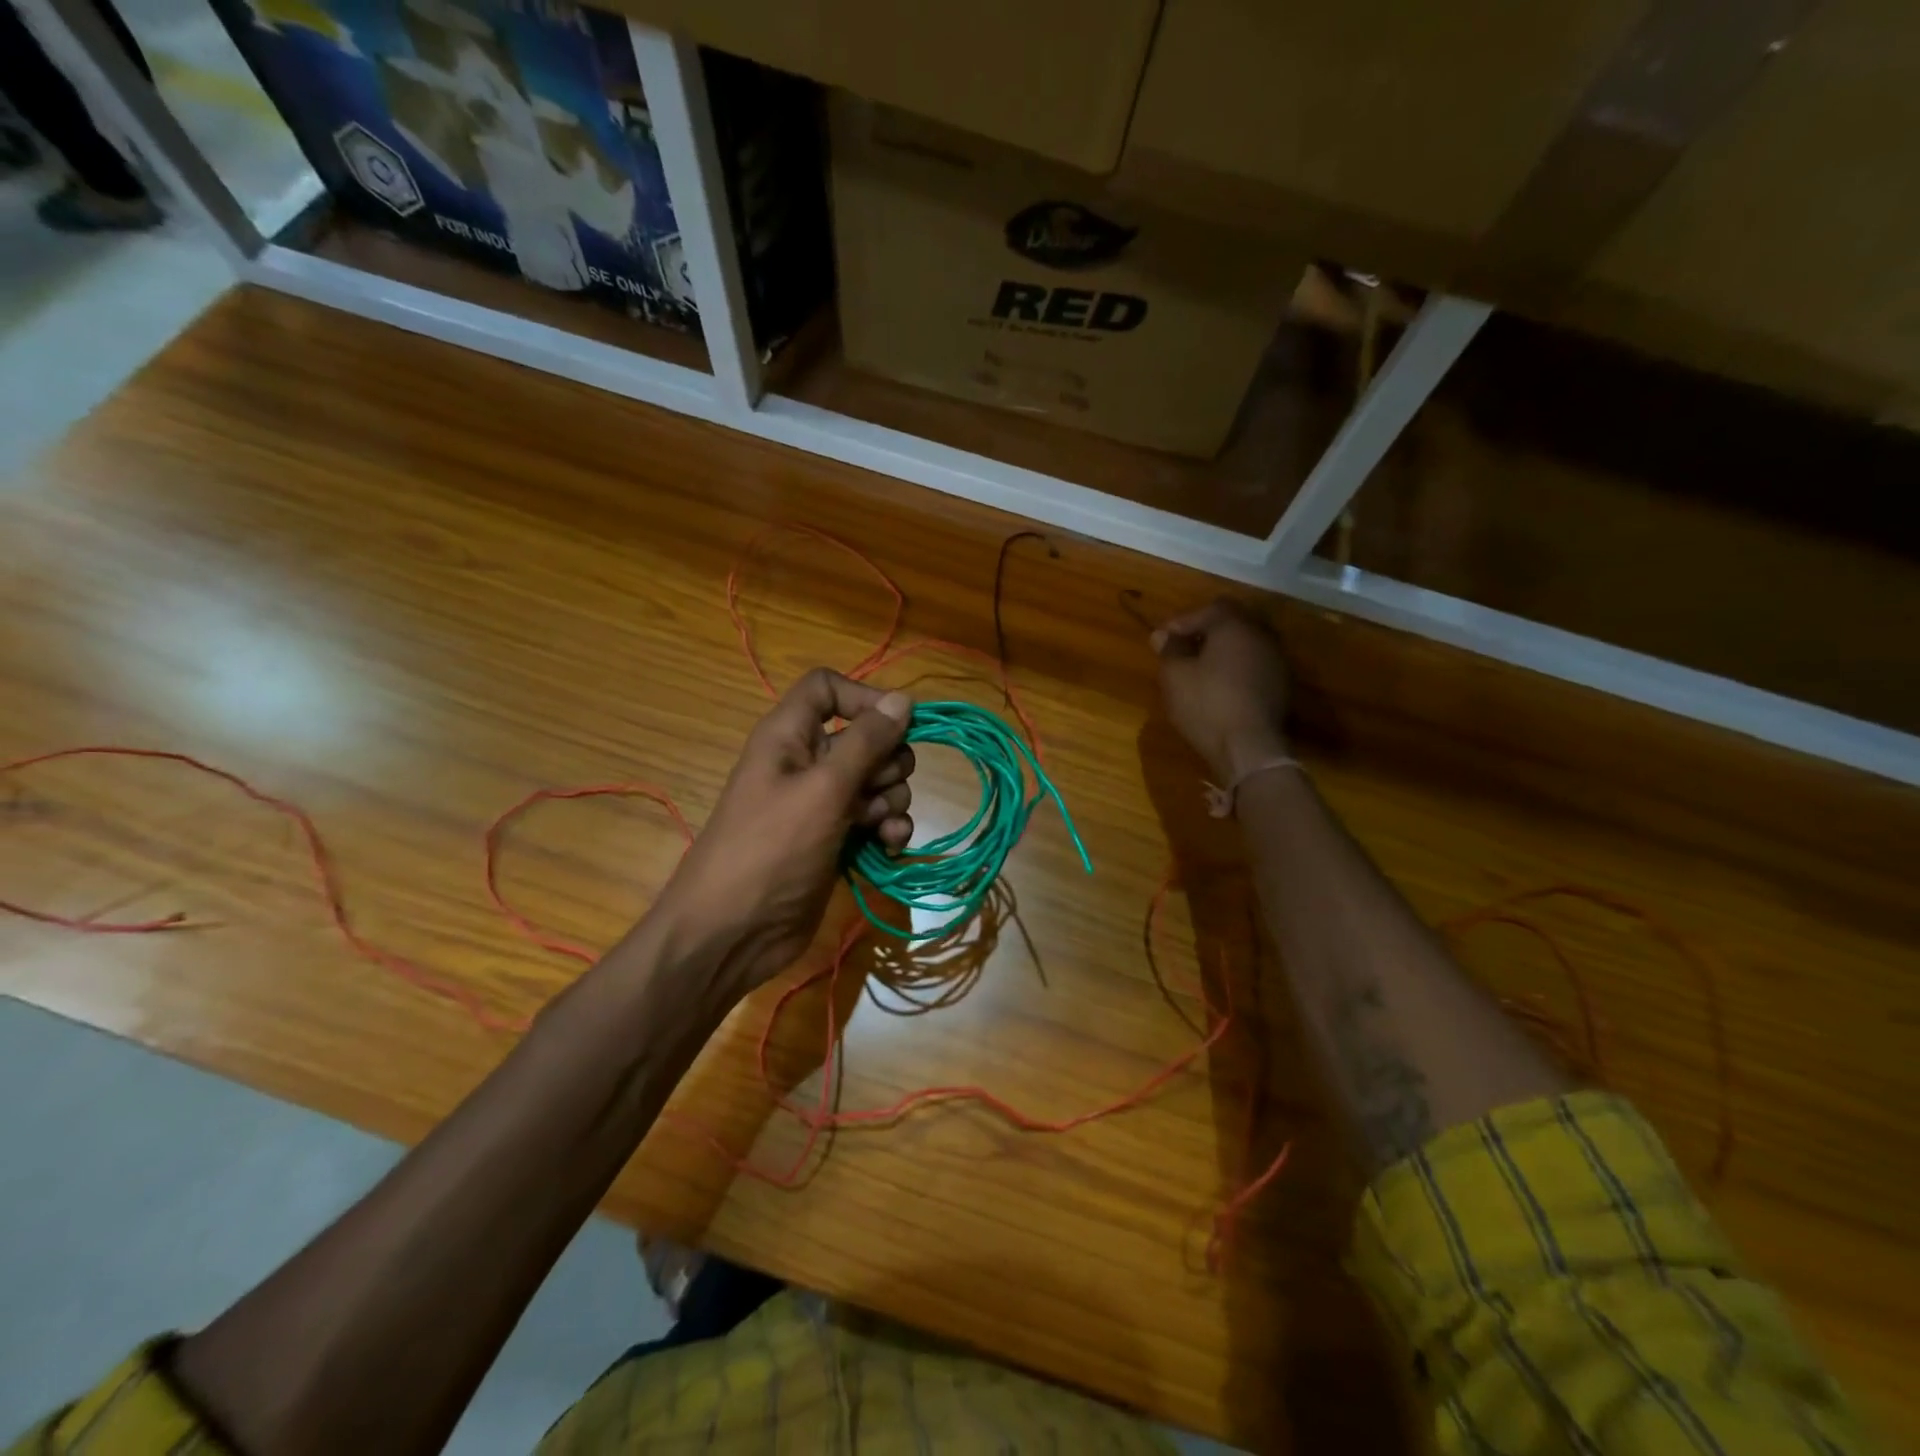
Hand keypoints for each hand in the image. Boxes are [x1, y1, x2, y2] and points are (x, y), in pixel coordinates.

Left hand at [653, 668, 913, 1003]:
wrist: (733, 934)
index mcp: (789, 735)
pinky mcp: (835, 839)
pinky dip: (887, 829)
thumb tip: (903, 699)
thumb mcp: (823, 790)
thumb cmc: (771, 850)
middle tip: (878, 789)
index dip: (863, 698)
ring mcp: (822, 804)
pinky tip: (889, 847)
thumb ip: (866, 743)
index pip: (827, 688)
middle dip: (887, 762)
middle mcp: (807, 762)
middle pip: (866, 737)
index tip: (897, 724)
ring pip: (878, 781)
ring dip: (890, 801)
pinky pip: (875, 819)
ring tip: (878, 827)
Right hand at [1151, 598, 1290, 782]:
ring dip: (1223, 653)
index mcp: (1235, 626)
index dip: (1183, 621)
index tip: (1162, 640)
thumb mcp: (1175, 676)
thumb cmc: (1207, 705)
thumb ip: (1169, 650)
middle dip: (1206, 633)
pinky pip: (1255, 667)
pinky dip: (1237, 671)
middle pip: (1232, 623)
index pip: (1210, 608)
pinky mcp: (1282, 687)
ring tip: (1200, 672)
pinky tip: (1221, 690)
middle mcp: (1262, 636)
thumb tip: (1163, 635)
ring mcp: (1277, 662)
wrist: (1250, 748)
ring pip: (1246, 646)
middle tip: (1182, 651)